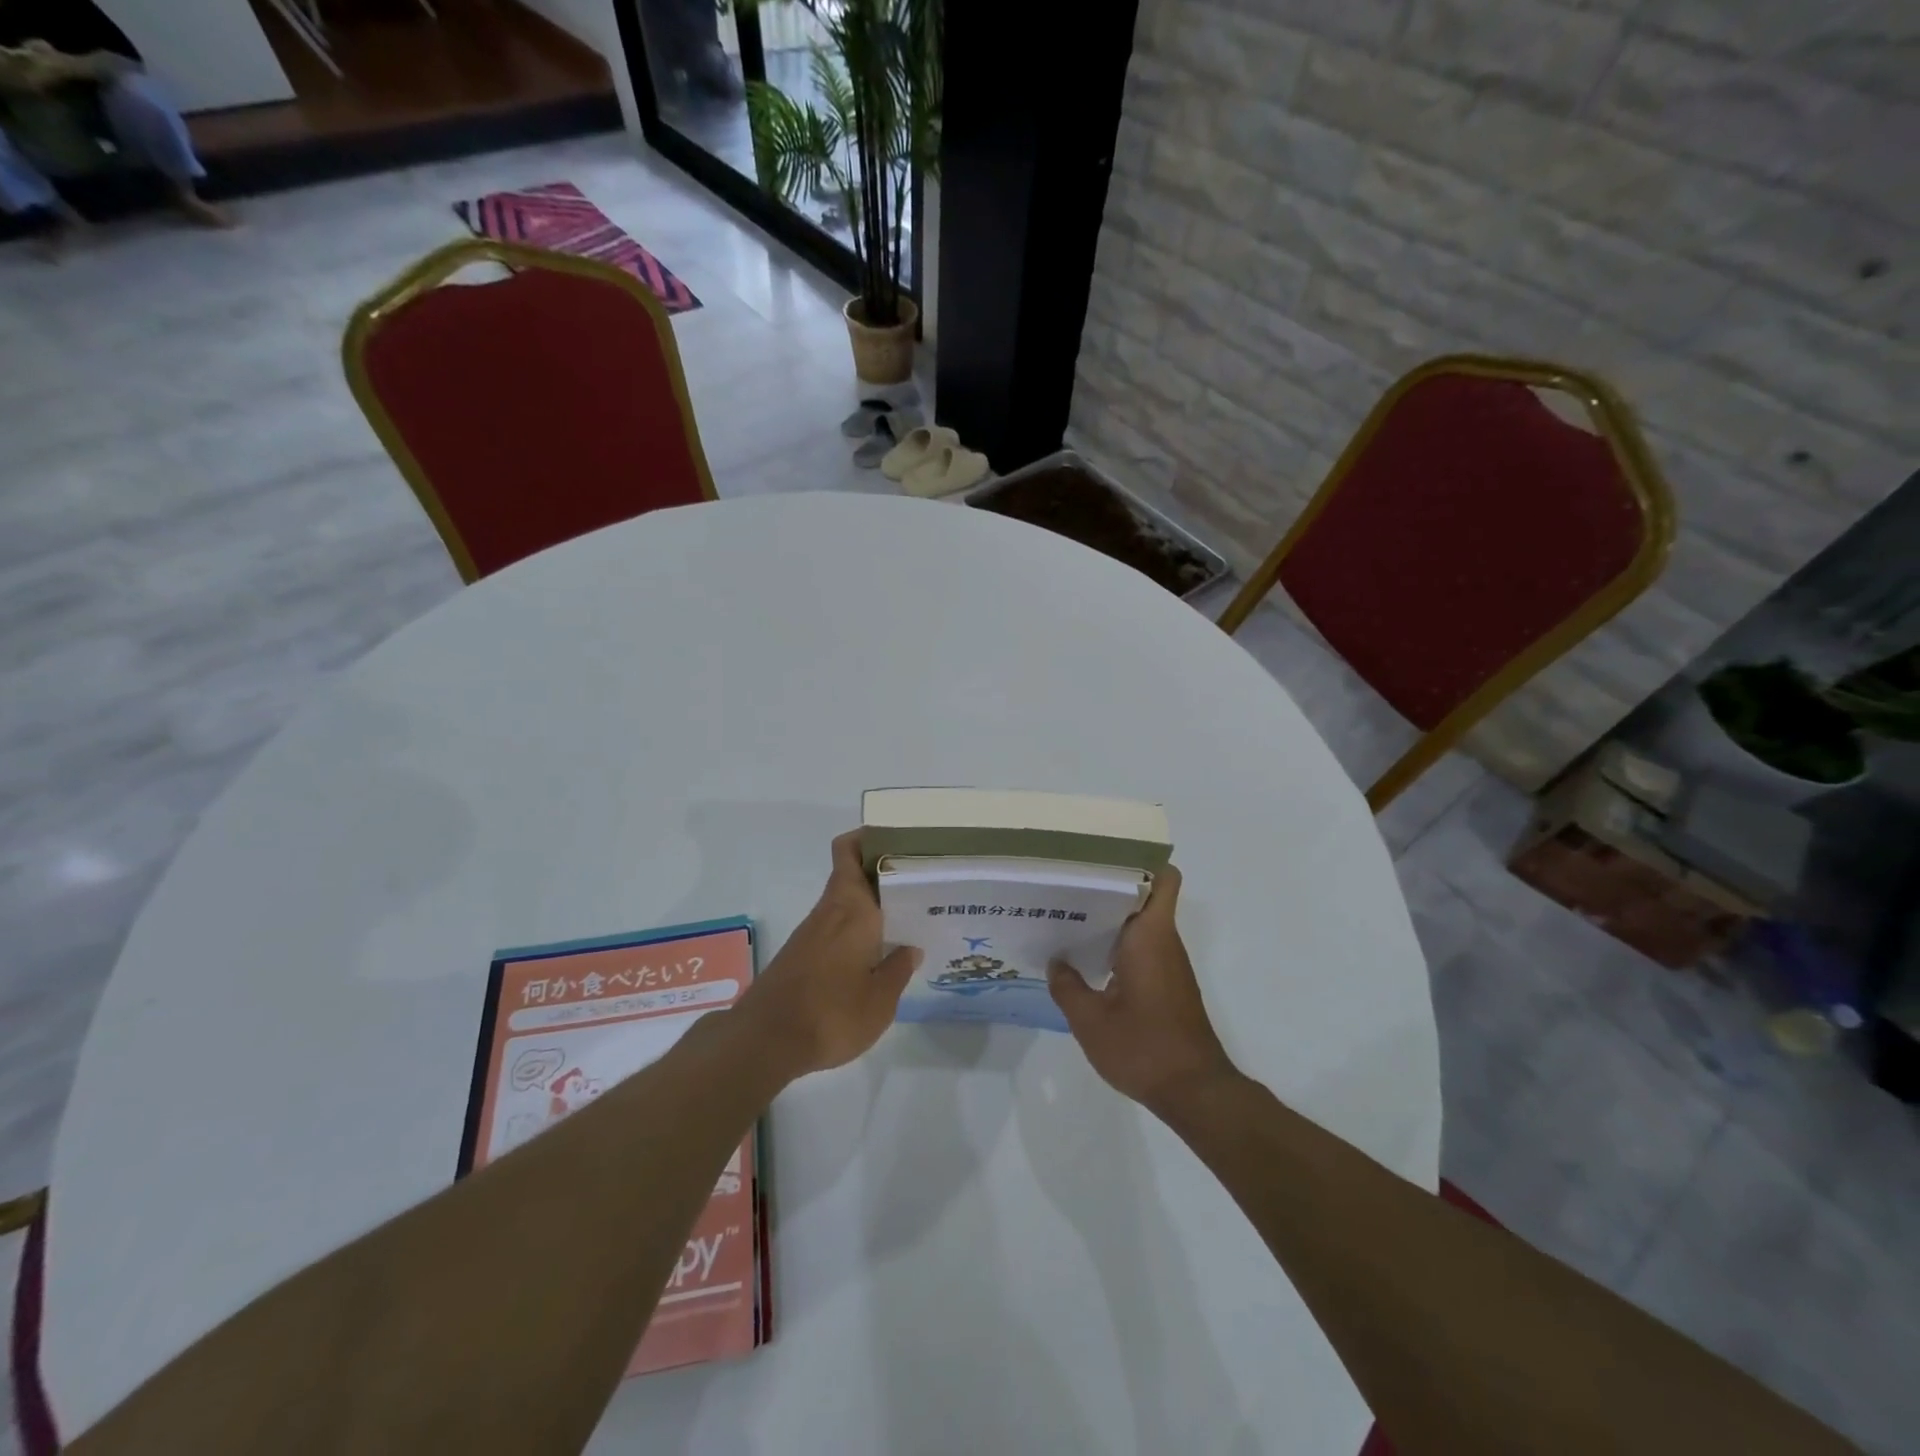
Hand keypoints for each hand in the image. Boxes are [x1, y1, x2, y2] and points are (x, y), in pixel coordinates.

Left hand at [738, 831, 919, 1078]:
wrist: (765, 1042)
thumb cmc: (831, 1013)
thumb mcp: (880, 1000)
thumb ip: (898, 970)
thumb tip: (910, 948)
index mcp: (852, 908)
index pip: (850, 851)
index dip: (871, 838)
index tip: (901, 842)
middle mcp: (830, 911)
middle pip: (852, 874)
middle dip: (883, 874)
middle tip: (921, 886)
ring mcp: (812, 933)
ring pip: (845, 903)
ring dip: (872, 905)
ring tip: (908, 920)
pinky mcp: (801, 955)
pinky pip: (836, 927)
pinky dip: (857, 930)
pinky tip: (877, 953)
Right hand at [1047, 866, 1238, 1112]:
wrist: (1194, 1092)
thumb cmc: (1144, 1048)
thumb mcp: (1091, 1021)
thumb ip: (1067, 987)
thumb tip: (1056, 963)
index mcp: (1150, 936)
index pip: (1162, 878)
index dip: (1138, 861)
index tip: (1101, 858)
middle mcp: (1163, 941)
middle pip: (1144, 895)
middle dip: (1109, 886)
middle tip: (1066, 885)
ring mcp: (1168, 964)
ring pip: (1141, 922)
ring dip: (1110, 917)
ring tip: (1066, 916)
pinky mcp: (1167, 984)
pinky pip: (1141, 947)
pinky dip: (1116, 943)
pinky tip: (1084, 958)